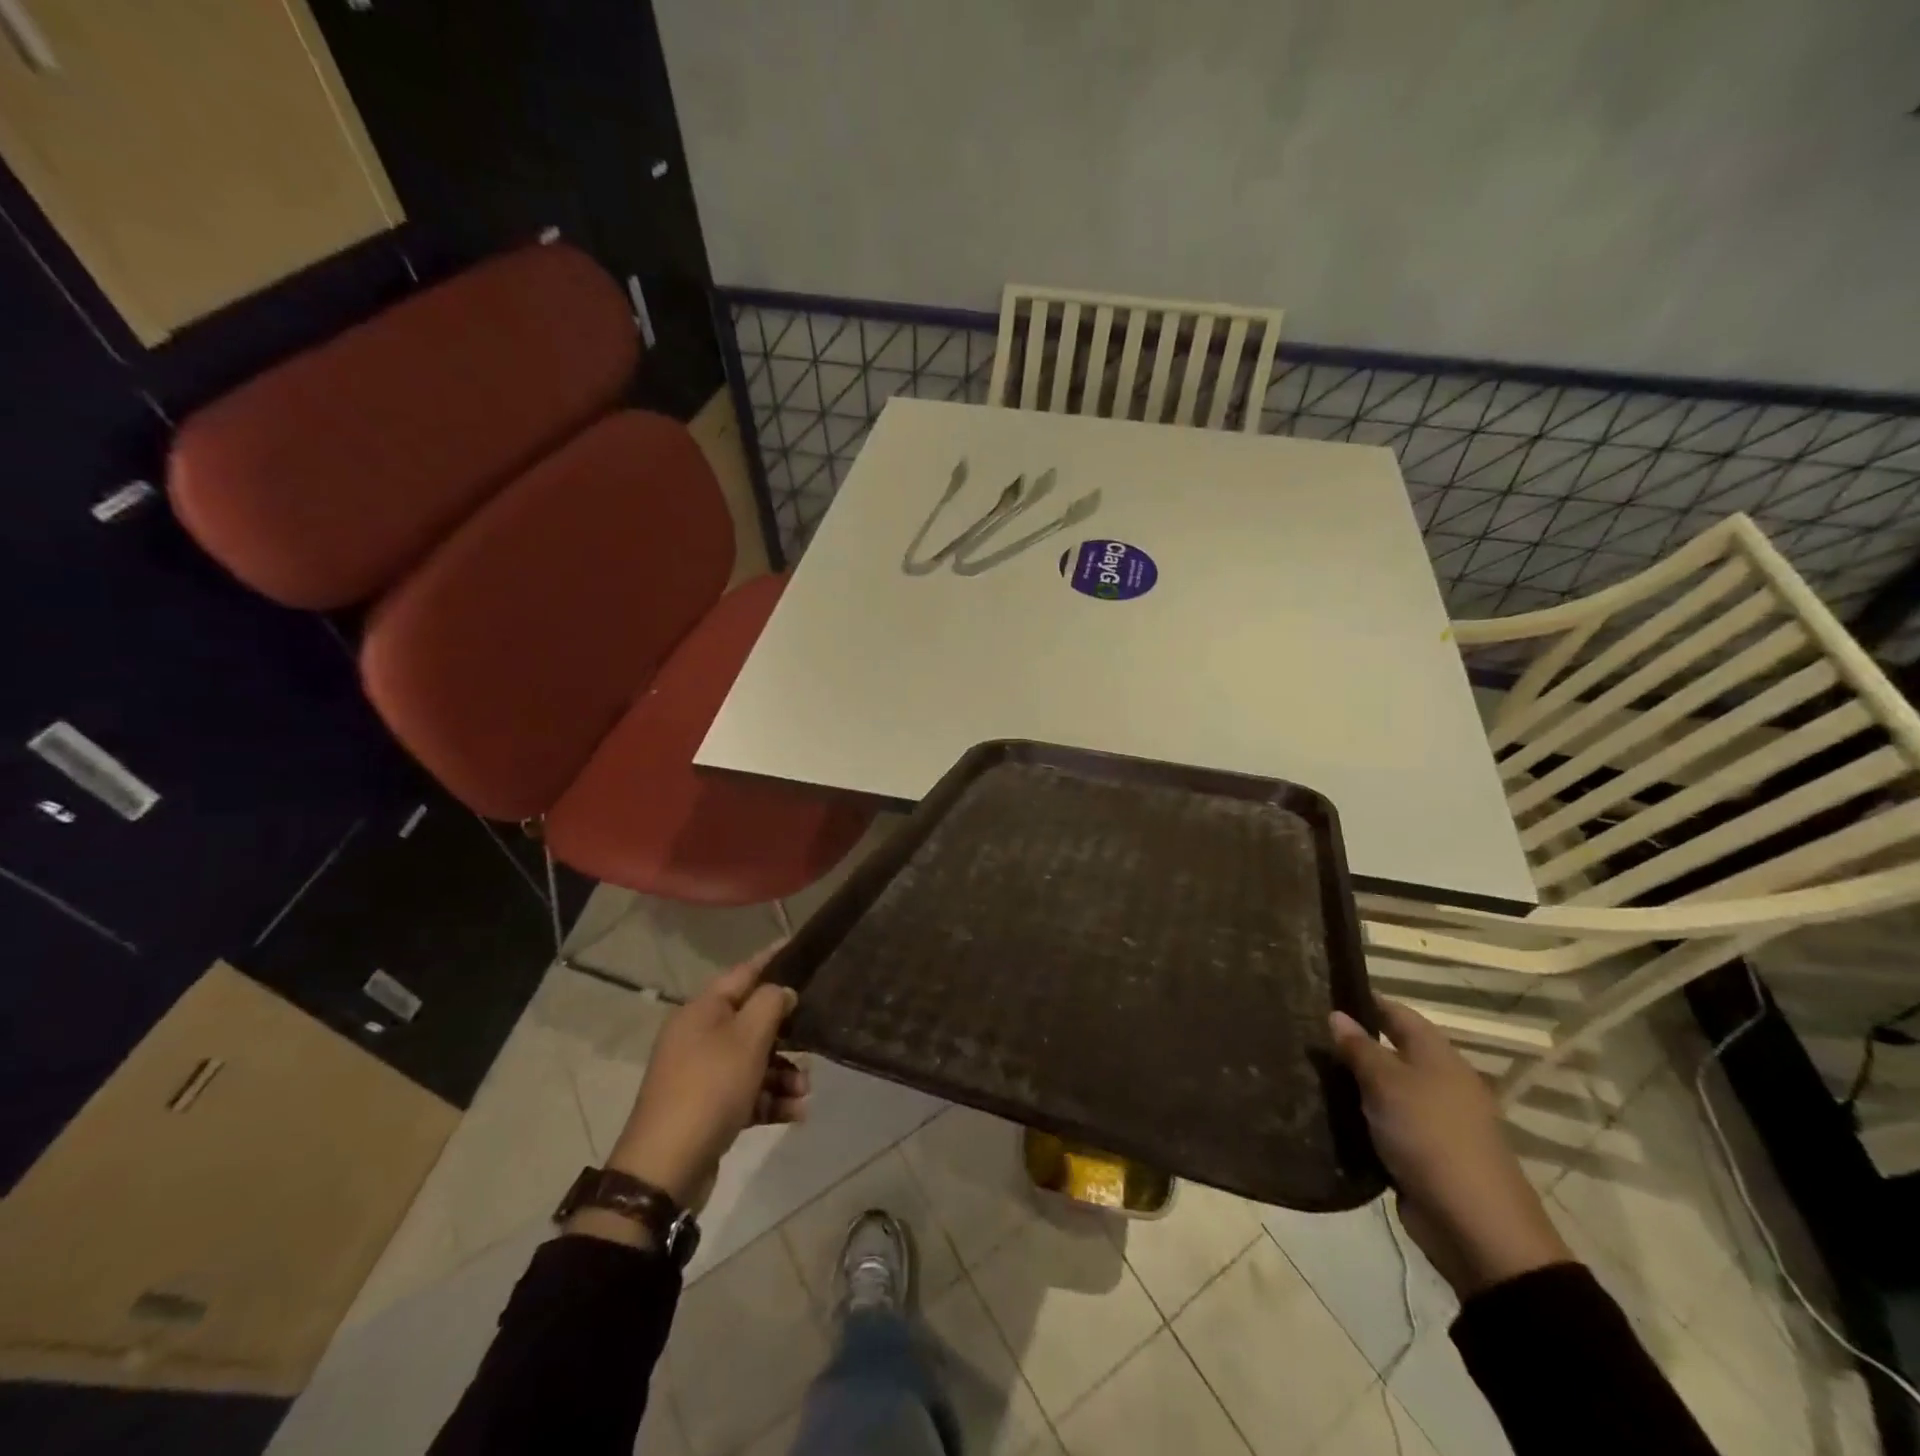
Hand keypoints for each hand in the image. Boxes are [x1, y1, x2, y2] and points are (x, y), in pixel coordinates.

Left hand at [603, 946, 809, 1207]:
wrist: (666, 1168)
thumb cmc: (710, 1088)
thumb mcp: (747, 1038)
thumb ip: (771, 1004)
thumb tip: (782, 991)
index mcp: (702, 1011)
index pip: (743, 972)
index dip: (772, 958)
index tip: (799, 945)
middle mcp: (699, 1037)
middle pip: (752, 1020)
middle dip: (788, 1033)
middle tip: (816, 1037)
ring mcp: (702, 1074)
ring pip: (754, 1060)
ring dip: (784, 1072)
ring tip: (805, 1091)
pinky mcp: (709, 1109)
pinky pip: (748, 1093)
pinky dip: (771, 1098)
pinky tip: (795, 1113)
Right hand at [1330, 998, 1571, 1296]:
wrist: (1476, 1226)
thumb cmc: (1431, 1137)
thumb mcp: (1387, 1084)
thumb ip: (1360, 1048)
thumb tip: (1336, 1014)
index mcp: (1439, 1057)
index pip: (1398, 1014)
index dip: (1365, 1001)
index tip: (1325, 993)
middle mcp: (1440, 1082)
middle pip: (1392, 1050)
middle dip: (1354, 1042)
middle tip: (1306, 1033)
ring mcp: (1434, 1120)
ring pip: (1386, 1088)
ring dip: (1354, 1082)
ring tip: (1308, 1069)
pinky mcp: (1423, 1153)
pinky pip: (1386, 1122)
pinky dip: (1362, 1116)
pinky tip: (1329, 1112)